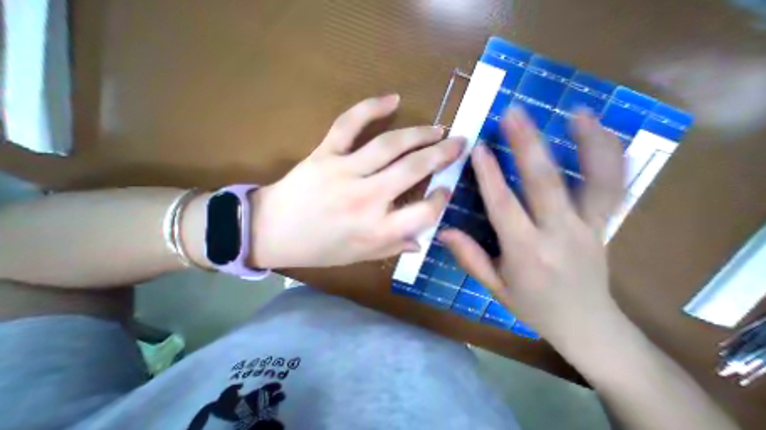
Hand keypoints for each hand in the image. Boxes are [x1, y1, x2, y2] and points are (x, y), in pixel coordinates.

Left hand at [254, 93, 465, 268]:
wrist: (270, 232)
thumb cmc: (317, 249)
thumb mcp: (358, 257)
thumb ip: (392, 248)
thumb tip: (421, 241)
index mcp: (376, 230)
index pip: (424, 213)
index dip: (441, 201)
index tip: (446, 190)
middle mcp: (366, 199)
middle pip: (413, 170)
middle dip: (442, 155)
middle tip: (459, 143)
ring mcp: (344, 172)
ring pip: (390, 145)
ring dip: (419, 134)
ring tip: (437, 129)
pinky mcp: (324, 154)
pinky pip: (349, 124)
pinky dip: (371, 107)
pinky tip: (393, 99)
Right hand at [440, 109, 624, 346]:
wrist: (588, 325)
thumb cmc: (533, 306)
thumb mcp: (494, 287)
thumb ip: (468, 257)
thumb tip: (442, 231)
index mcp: (526, 252)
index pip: (503, 206)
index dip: (489, 176)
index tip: (479, 148)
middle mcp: (560, 234)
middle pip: (545, 183)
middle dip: (527, 145)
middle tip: (513, 114)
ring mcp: (589, 226)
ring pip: (594, 180)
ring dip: (585, 142)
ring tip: (574, 112)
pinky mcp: (606, 223)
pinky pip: (613, 186)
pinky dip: (609, 156)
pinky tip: (598, 132)